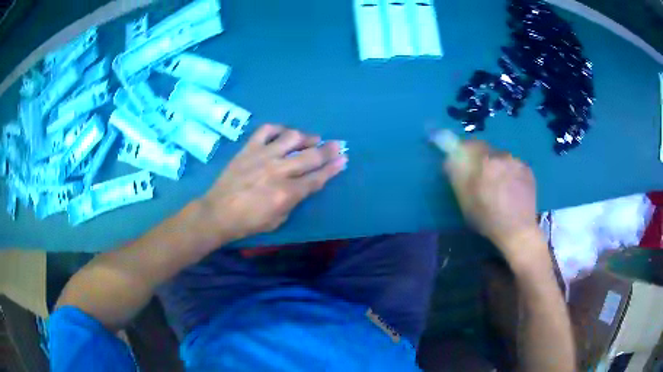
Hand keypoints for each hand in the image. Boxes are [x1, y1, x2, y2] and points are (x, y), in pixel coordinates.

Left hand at [202, 124, 347, 241]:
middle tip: (337, 144)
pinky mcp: (248, 149)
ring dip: (306, 137)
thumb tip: (302, 185)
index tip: (343, 159)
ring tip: (311, 138)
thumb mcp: (278, 220)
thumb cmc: (248, 222)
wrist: (218, 213)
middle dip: (328, 150)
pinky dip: (277, 129)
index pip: (316, 178)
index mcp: (287, 193)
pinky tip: (283, 133)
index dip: (332, 168)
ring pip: (291, 138)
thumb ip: (293, 201)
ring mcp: (263, 156)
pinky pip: (266, 130)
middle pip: (310, 156)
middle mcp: (278, 171)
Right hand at [444, 141, 541, 262]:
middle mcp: (502, 156)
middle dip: (481, 161)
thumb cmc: (488, 218)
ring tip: (498, 187)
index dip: (463, 151)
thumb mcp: (465, 200)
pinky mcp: (528, 170)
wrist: (519, 231)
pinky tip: (510, 190)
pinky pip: (514, 166)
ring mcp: (518, 162)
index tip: (461, 161)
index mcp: (484, 161)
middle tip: (481, 180)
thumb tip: (450, 158)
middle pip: (486, 151)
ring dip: (497, 167)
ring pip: (501, 158)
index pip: (469, 144)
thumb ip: (457, 175)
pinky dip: (510, 173)